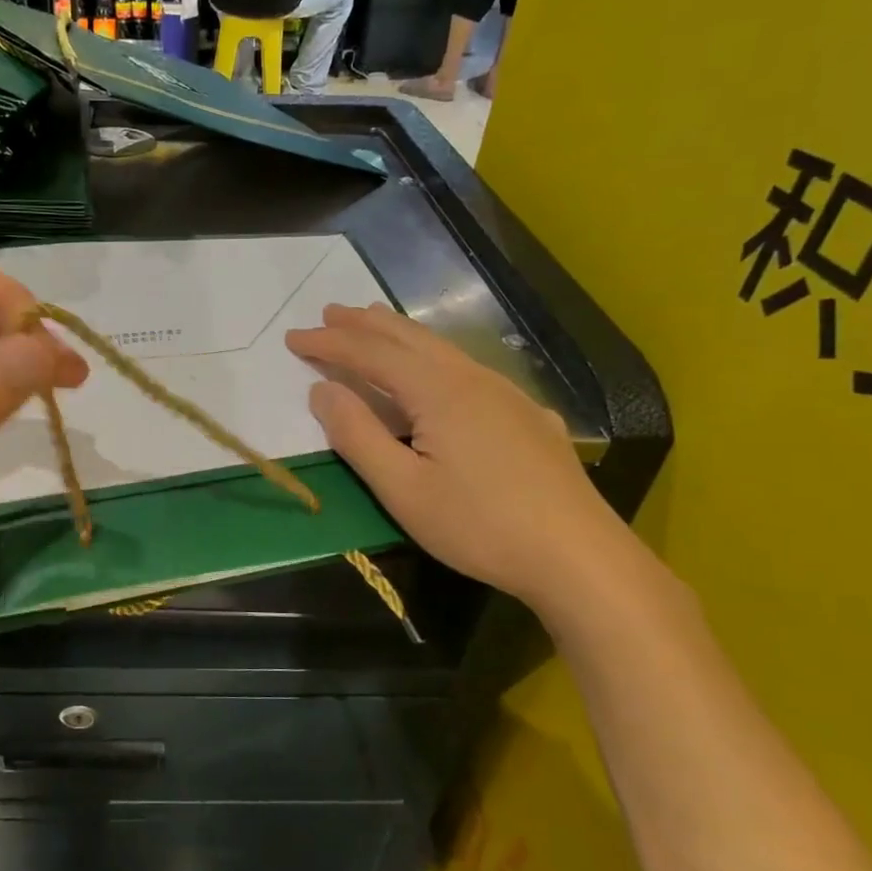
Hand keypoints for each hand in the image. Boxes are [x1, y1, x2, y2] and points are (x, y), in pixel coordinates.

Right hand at [286, 303, 630, 609]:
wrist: (579, 556)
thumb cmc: (479, 526)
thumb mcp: (402, 489)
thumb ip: (357, 435)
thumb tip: (321, 390)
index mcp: (438, 391)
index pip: (371, 354)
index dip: (329, 344)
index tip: (292, 338)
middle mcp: (472, 378)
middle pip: (408, 338)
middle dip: (363, 324)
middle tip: (329, 314)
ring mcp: (506, 394)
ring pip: (442, 349)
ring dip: (399, 333)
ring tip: (373, 322)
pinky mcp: (527, 415)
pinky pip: (467, 369)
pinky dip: (433, 356)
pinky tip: (438, 371)